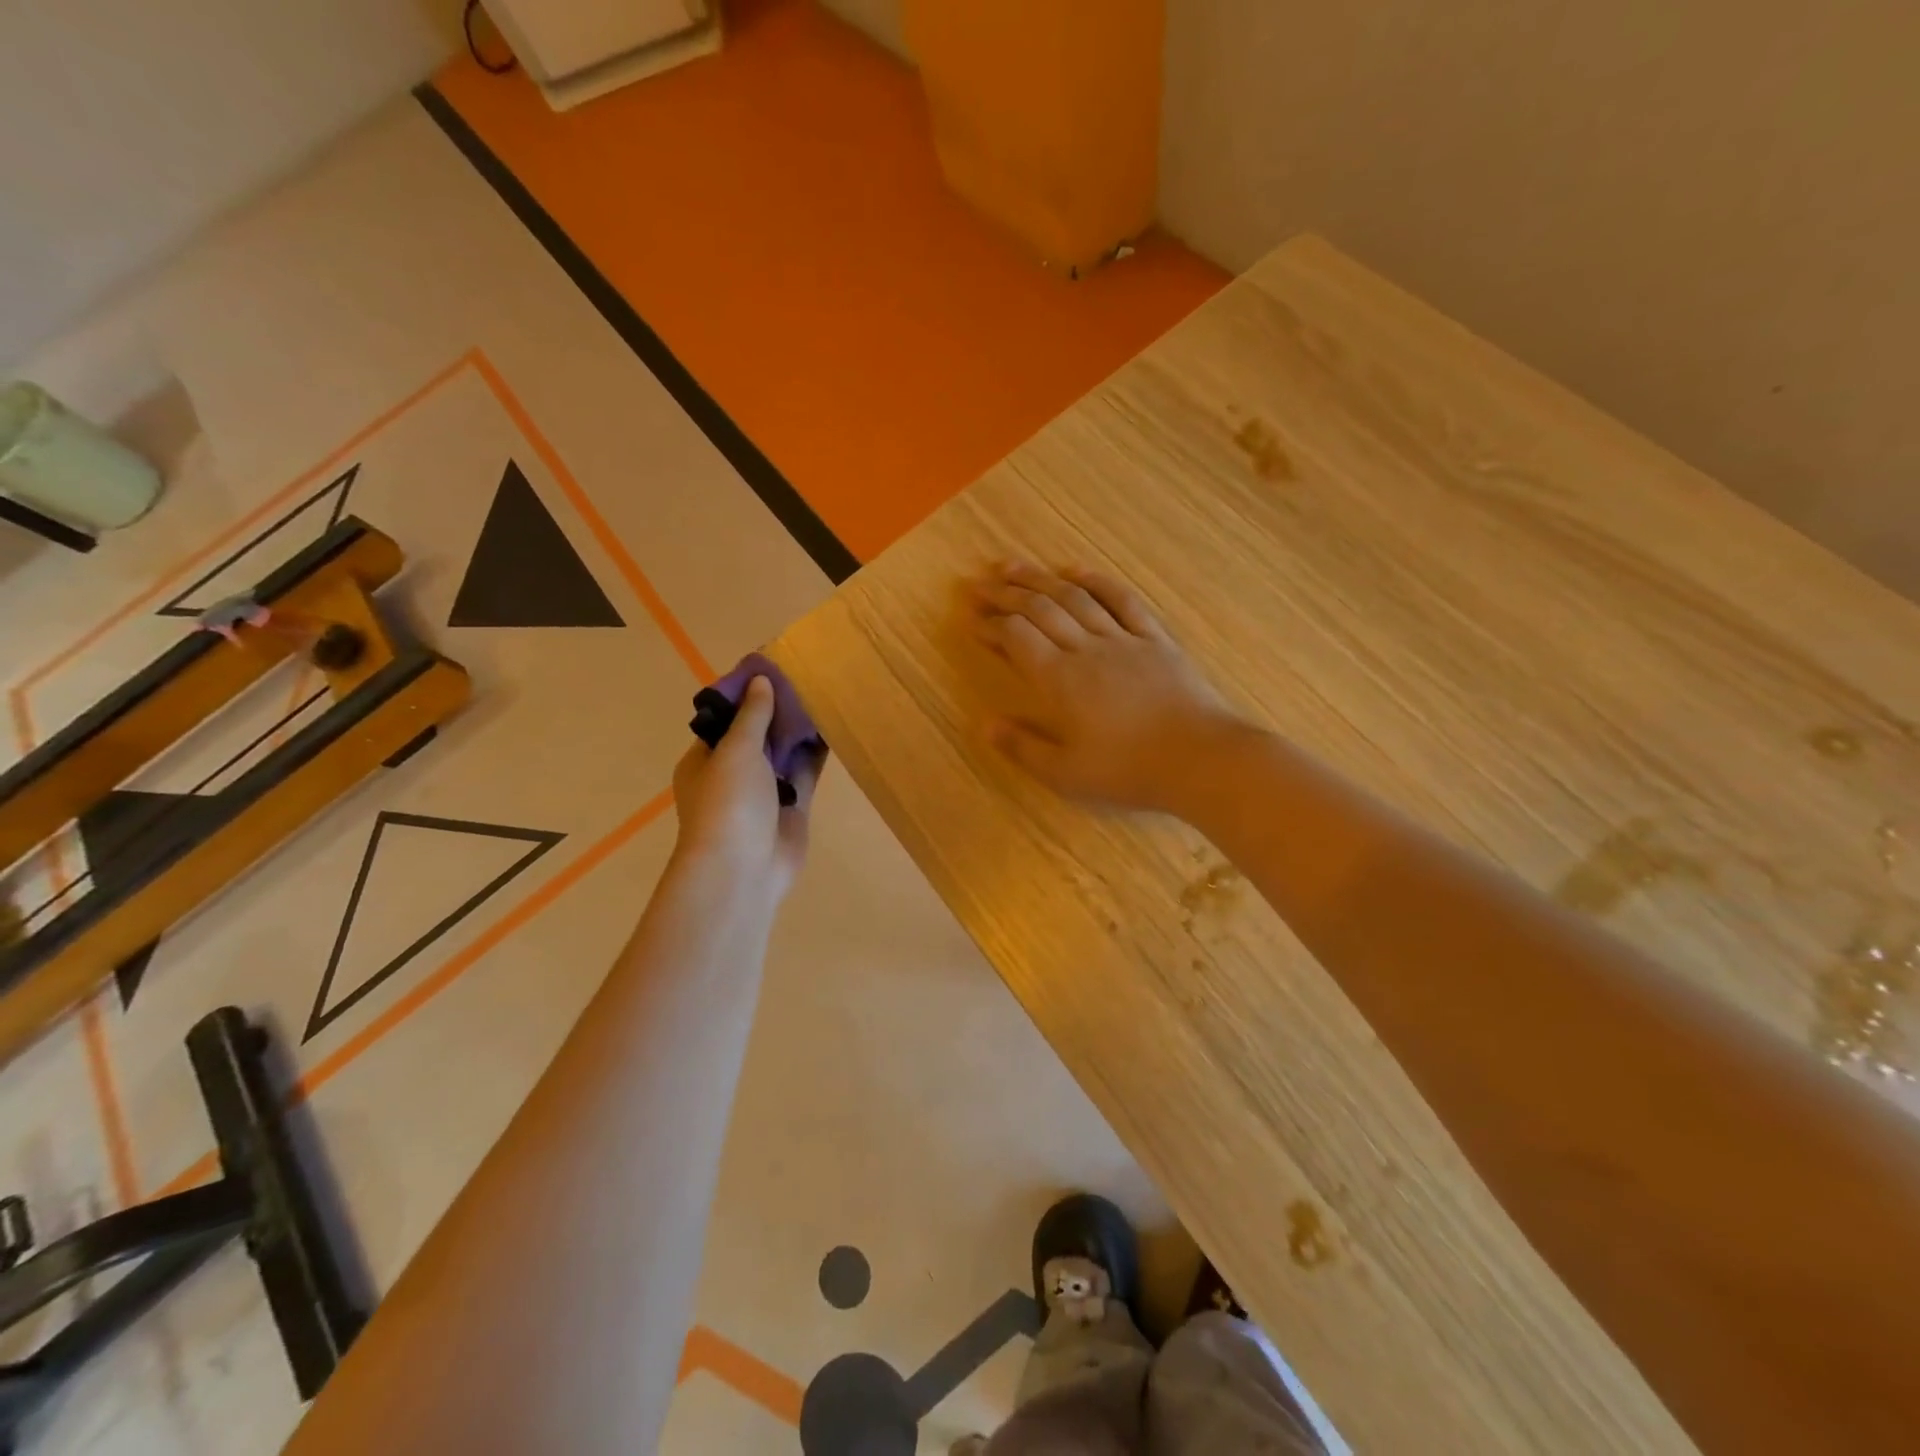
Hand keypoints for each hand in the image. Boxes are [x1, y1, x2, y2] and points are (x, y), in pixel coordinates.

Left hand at [671, 676, 824, 901]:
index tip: (772, 669)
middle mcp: (733, 773)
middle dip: (778, 710)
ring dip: (799, 730)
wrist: (743, 869)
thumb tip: (761, 682)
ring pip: (783, 752)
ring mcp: (764, 792)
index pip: (725, 720)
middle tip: (805, 677)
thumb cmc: (728, 804)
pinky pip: (805, 773)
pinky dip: (815, 753)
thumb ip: (752, 716)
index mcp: (705, 760)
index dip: (746, 696)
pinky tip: (833, 727)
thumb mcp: (735, 751)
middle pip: (757, 734)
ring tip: (823, 694)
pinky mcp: (793, 807)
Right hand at [967, 561, 1245, 812]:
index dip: (991, 626)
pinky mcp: (1155, 639)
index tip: (972, 621)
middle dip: (1005, 594)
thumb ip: (1023, 748)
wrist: (1201, 759)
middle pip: (1039, 609)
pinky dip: (1099, 581)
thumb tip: (986, 724)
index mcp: (1060, 680)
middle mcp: (1086, 649)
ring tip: (1015, 566)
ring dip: (1041, 579)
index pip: (1016, 638)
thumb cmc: (1129, 771)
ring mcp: (1123, 639)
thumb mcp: (1066, 774)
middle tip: (980, 583)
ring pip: (1075, 598)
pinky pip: (1123, 601)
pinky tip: (1079, 570)